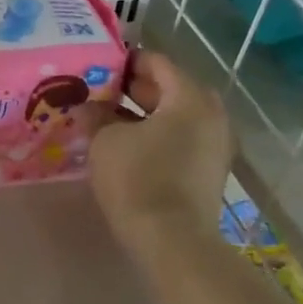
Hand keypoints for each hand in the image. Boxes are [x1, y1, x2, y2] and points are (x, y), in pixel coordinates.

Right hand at [90, 50, 232, 258]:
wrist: (173, 242)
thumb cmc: (138, 180)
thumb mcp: (106, 142)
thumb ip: (96, 115)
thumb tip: (87, 105)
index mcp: (190, 97)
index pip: (157, 62)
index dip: (125, 62)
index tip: (98, 67)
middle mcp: (211, 114)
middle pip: (169, 89)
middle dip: (133, 89)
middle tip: (99, 93)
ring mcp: (215, 144)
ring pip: (175, 117)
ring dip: (143, 115)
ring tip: (107, 120)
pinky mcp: (209, 171)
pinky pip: (181, 140)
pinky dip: (157, 136)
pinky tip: (127, 146)